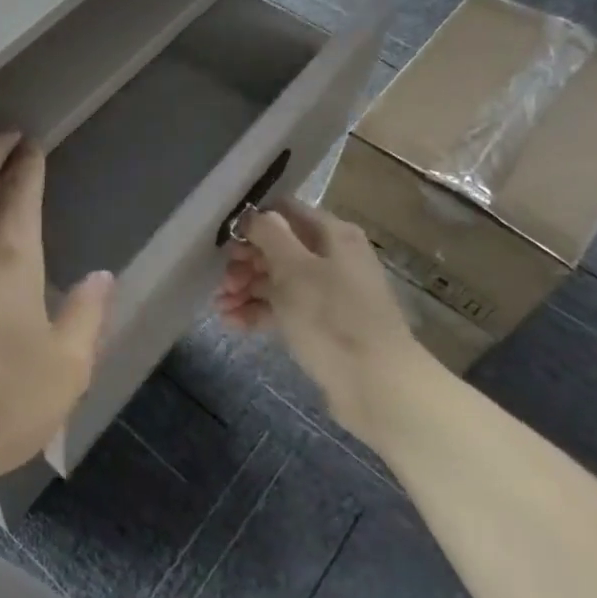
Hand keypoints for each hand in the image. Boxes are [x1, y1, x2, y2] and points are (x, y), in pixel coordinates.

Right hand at [214, 198, 416, 434]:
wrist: (377, 386)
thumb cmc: (332, 317)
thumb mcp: (294, 269)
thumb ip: (270, 235)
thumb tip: (256, 215)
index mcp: (332, 234)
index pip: (285, 211)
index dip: (252, 222)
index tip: (225, 240)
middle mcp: (332, 257)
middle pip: (278, 247)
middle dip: (245, 262)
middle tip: (222, 281)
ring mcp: (328, 293)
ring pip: (278, 280)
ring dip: (245, 289)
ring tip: (219, 306)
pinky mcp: (322, 325)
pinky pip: (284, 309)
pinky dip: (258, 312)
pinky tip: (231, 323)